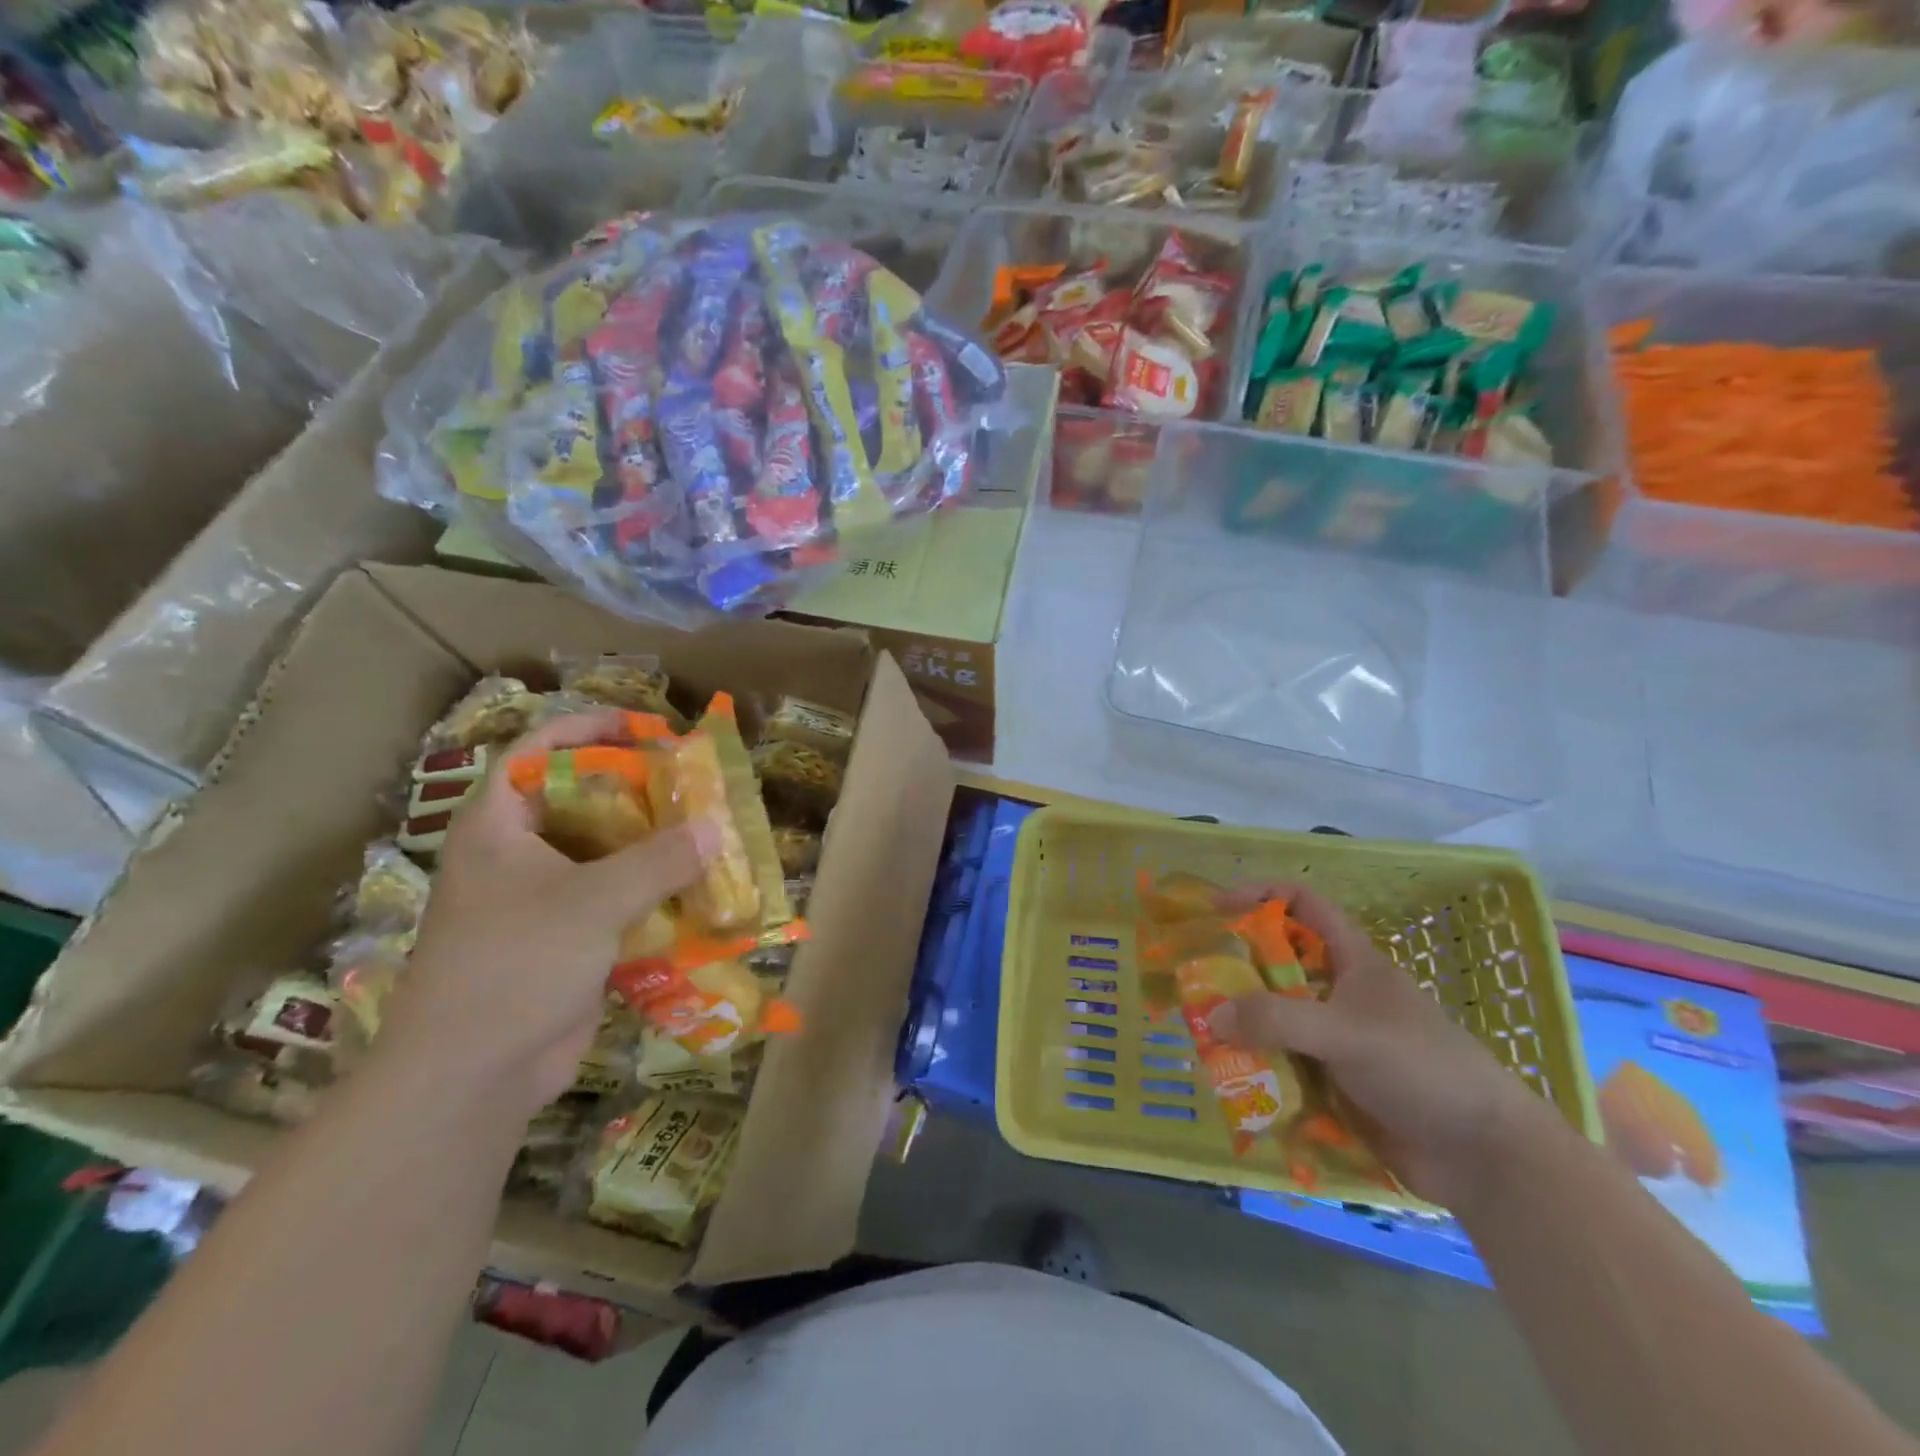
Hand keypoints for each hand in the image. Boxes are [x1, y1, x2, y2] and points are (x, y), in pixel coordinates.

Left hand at [376, 710, 714, 1115]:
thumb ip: (659, 860)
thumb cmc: (515, 965)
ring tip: (707, 832)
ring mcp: (542, 901)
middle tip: (692, 783)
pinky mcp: (567, 940)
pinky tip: (698, 892)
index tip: (645, 728)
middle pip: (581, 800)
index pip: (538, 752)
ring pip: (605, 854)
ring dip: (653, 846)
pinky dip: (654, 893)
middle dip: (637, 790)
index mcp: (499, 827)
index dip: (587, 728)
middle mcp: (518, 855)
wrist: (472, 1075)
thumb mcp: (592, 902)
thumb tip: (716, 827)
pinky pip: (617, 900)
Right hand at [1210, 887, 1544, 1208]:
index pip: (1303, 904)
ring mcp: (1336, 1039)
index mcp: (1353, 961)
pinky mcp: (1334, 1082)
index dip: (1261, 895)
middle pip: (1278, 962)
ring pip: (1276, 1017)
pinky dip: (1257, 1068)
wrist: (1481, 1156)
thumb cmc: (1420, 1069)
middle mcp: (1340, 993)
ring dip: (1242, 1024)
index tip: (1218, 909)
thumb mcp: (1345, 1033)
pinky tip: (1233, 1082)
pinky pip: (1283, 1063)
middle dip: (1237, 968)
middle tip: (1196, 981)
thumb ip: (1276, 1019)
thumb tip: (1210, 1016)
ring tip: (1202, 1034)